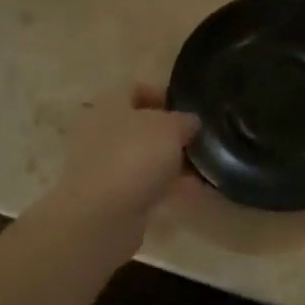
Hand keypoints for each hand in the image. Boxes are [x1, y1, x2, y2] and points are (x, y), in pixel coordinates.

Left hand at [42, 85, 200, 256]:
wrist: (101, 216)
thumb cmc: (134, 157)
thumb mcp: (170, 128)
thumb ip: (184, 120)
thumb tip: (190, 122)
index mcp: (109, 105)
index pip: (134, 88)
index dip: (162, 93)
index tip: (188, 106)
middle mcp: (101, 131)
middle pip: (139, 125)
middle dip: (169, 132)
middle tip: (198, 138)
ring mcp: (104, 166)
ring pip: (142, 157)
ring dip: (170, 161)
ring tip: (203, 166)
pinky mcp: (111, 196)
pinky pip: (144, 184)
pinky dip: (166, 186)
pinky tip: (194, 191)